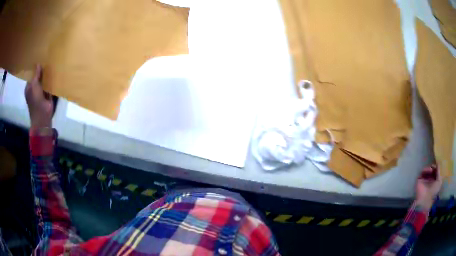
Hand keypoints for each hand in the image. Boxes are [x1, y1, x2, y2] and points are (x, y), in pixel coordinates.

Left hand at [25, 65, 53, 128]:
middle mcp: (34, 89)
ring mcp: (41, 92)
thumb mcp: (34, 85)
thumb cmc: (35, 100)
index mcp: (29, 87)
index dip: (35, 68)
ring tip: (51, 64)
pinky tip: (54, 74)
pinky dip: (51, 82)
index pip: (32, 75)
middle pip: (38, 77)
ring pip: (44, 81)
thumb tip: (38, 64)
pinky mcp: (47, 95)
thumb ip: (36, 75)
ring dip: (47, 76)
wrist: (42, 116)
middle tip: (46, 60)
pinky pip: (49, 85)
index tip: (40, 60)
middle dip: (41, 71)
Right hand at [415, 165, 442, 209]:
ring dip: (429, 168)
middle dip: (433, 167)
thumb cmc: (433, 191)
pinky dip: (425, 169)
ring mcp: (424, 180)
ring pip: (427, 170)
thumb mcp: (439, 181)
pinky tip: (428, 170)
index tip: (437, 164)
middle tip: (433, 166)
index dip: (436, 168)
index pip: (435, 172)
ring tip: (430, 169)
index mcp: (434, 181)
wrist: (425, 199)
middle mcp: (429, 180)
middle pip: (431, 170)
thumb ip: (439, 171)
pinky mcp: (419, 179)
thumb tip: (438, 162)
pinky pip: (422, 172)